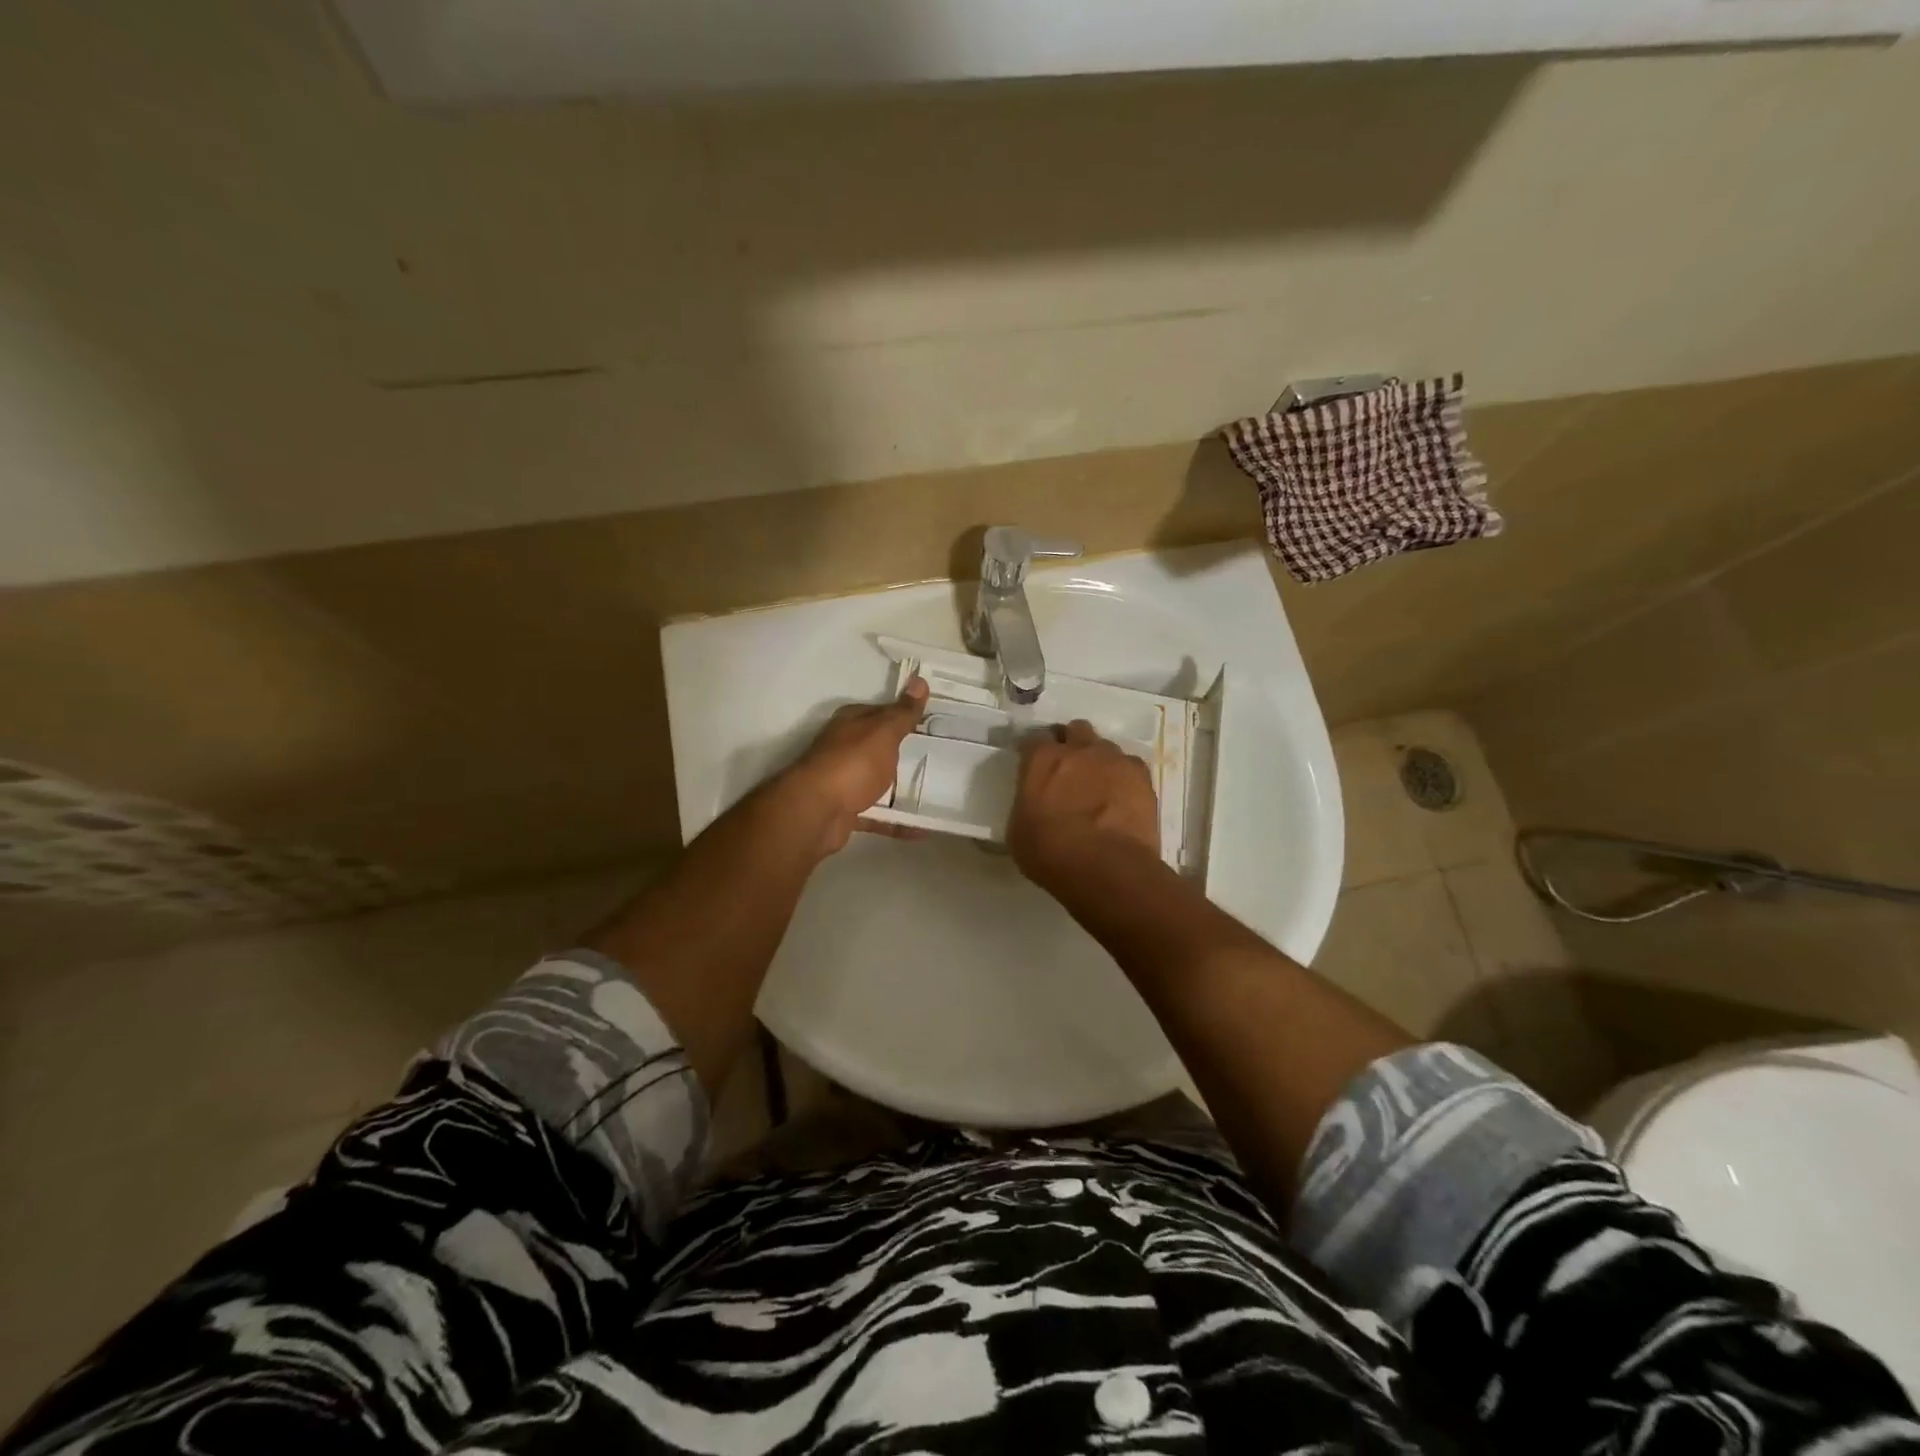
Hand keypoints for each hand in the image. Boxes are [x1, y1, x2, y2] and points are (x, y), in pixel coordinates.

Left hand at [775, 677, 928, 856]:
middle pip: (879, 747)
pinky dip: (897, 821)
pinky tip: (921, 829)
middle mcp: (844, 748)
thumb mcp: (883, 732)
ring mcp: (843, 780)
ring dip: (900, 788)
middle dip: (904, 752)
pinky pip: (878, 814)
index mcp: (851, 723)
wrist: (816, 812)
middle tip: (941, 757)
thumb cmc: (852, 764)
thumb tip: (919, 680)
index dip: (904, 714)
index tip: (932, 722)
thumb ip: (902, 712)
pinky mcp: (846, 810)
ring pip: (877, 781)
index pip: (880, 712)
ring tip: (935, 793)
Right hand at [1007, 719, 1160, 890]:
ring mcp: (1113, 759)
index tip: (1032, 765)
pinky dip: (1123, 777)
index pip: (1033, 740)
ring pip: (1104, 746)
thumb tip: (1034, 806)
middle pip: (1074, 730)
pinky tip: (1121, 796)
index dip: (1032, 752)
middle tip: (1068, 768)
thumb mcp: (1018, 832)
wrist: (1107, 868)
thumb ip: (1027, 805)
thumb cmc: (1051, 853)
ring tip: (1098, 784)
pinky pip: (1130, 766)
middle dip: (1070, 743)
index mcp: (1042, 760)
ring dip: (1098, 760)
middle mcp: (1078, 749)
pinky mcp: (1141, 776)